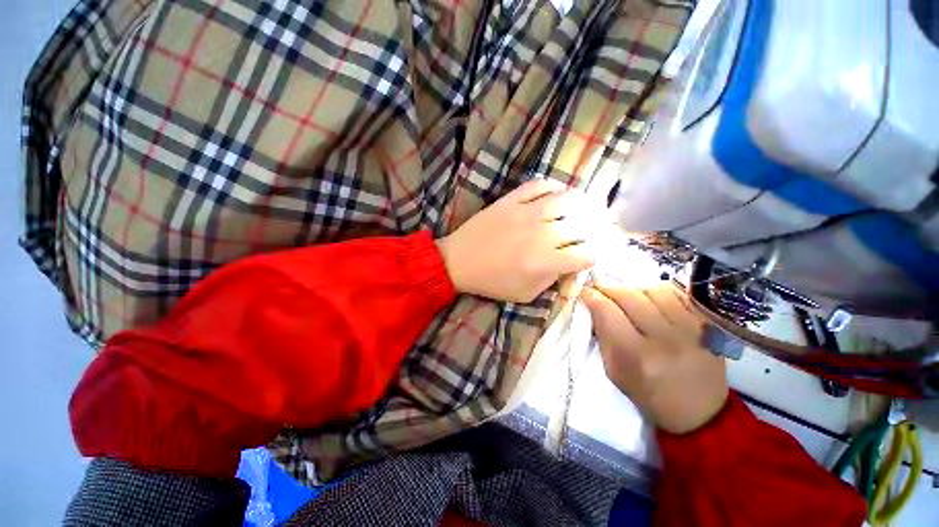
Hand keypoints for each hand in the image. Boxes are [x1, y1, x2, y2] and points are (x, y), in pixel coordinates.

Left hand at [437, 179, 595, 302]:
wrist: (458, 261)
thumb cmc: (491, 282)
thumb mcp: (525, 294)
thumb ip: (551, 281)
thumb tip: (568, 265)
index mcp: (546, 261)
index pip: (586, 254)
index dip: (592, 256)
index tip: (586, 256)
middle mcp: (542, 234)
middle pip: (582, 226)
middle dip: (591, 232)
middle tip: (588, 233)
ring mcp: (526, 212)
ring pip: (567, 199)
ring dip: (581, 204)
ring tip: (582, 208)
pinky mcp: (511, 200)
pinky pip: (539, 185)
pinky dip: (553, 186)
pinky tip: (556, 194)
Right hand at [581, 280, 727, 433]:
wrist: (700, 412)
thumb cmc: (649, 394)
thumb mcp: (614, 371)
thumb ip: (603, 336)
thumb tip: (594, 305)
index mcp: (636, 355)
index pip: (607, 311)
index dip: (592, 297)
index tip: (585, 292)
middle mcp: (665, 339)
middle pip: (630, 296)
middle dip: (609, 287)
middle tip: (599, 286)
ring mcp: (691, 330)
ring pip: (654, 290)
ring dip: (635, 290)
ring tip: (629, 297)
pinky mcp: (708, 325)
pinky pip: (679, 295)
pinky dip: (660, 292)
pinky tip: (653, 300)